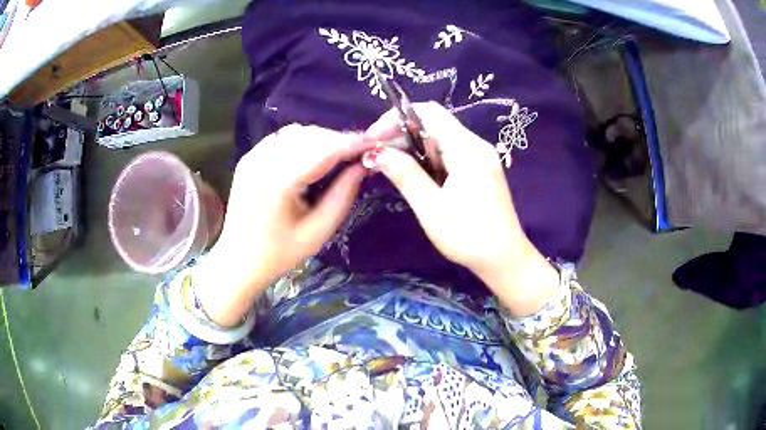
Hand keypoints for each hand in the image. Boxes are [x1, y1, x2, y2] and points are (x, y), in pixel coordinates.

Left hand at [197, 125, 373, 326]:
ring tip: (338, 155)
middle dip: (338, 140)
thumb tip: (363, 166)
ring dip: (321, 138)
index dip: (352, 143)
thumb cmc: (280, 253)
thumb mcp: (318, 232)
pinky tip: (312, 156)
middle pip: (310, 135)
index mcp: (279, 183)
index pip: (324, 150)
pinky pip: (282, 138)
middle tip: (359, 153)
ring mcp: (253, 156)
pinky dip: (303, 140)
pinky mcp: (249, 157)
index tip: (375, 143)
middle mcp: (263, 161)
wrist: (239, 259)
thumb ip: (343, 195)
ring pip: (297, 132)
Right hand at [366, 102, 558, 316]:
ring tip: (388, 167)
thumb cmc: (469, 236)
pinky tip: (413, 175)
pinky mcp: (478, 169)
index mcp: (467, 149)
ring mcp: (479, 157)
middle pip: (433, 123)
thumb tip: (377, 153)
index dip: (396, 118)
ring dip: (412, 148)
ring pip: (439, 138)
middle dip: (400, 135)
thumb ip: (405, 175)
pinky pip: (448, 153)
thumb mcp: (431, 208)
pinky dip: (427, 159)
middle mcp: (475, 145)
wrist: (504, 260)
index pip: (428, 113)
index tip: (373, 139)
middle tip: (376, 156)